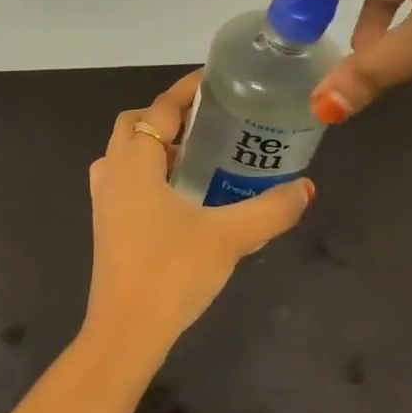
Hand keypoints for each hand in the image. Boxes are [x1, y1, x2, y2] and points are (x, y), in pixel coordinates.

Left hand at [84, 72, 314, 360]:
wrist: (125, 332)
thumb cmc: (171, 272)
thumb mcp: (230, 237)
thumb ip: (271, 210)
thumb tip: (306, 188)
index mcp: (135, 162)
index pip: (160, 108)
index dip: (186, 90)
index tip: (214, 80)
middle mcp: (113, 172)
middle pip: (136, 125)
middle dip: (168, 116)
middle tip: (209, 121)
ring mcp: (105, 200)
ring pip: (127, 154)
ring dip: (157, 146)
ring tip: (199, 155)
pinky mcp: (107, 225)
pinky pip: (127, 181)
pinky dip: (150, 173)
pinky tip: (183, 196)